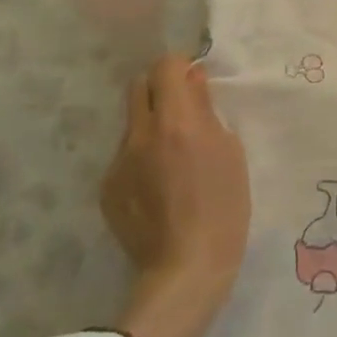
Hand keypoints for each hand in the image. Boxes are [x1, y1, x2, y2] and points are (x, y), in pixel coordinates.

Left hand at [102, 56, 250, 336]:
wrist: (186, 269)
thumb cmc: (223, 208)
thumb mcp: (230, 152)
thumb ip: (207, 111)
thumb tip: (193, 82)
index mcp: (175, 121)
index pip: (166, 66)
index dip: (181, 68)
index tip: (194, 83)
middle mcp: (140, 134)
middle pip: (139, 86)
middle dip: (159, 89)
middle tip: (181, 113)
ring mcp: (118, 162)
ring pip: (131, 124)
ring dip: (151, 126)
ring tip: (171, 159)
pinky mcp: (107, 188)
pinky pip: (124, 157)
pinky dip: (141, 159)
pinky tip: (158, 189)